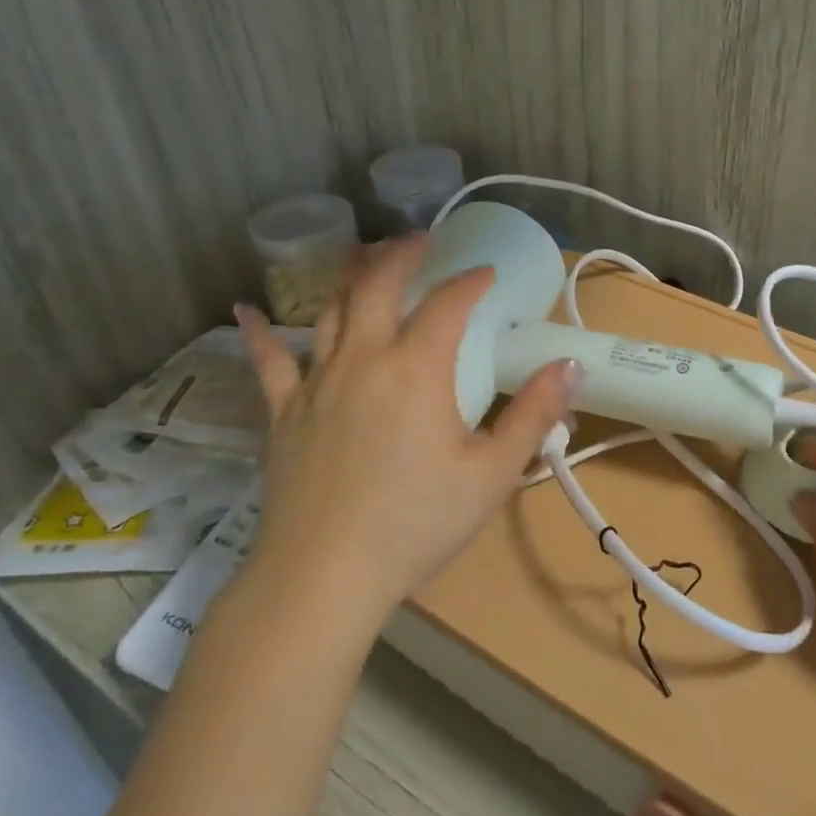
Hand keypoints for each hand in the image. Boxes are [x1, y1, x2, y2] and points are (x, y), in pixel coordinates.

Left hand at [228, 237, 577, 627]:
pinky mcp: (282, 412)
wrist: (325, 575)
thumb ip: (534, 415)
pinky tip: (244, 309)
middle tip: (422, 240)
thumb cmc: (417, 524)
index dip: (470, 281)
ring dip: (349, 276)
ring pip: (330, 310)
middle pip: (378, 285)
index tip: (486, 273)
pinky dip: (258, 332)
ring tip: (364, 258)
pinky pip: (267, 362)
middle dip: (402, 254)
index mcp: (417, 369)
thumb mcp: (492, 473)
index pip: (448, 304)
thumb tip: (571, 365)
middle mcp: (364, 359)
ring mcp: (316, 382)